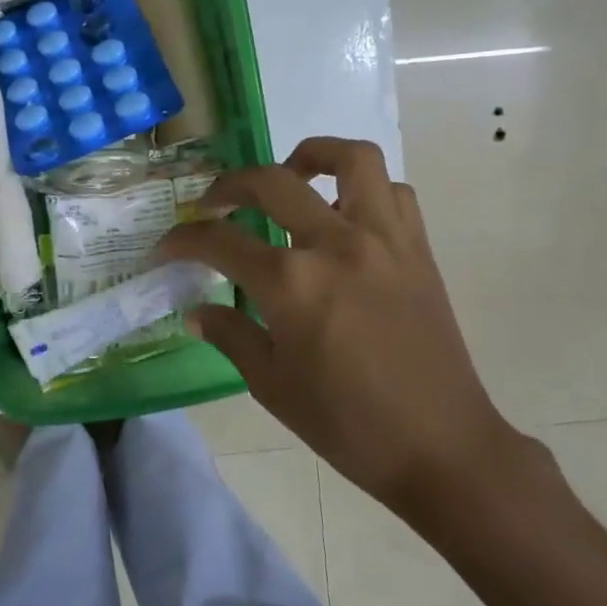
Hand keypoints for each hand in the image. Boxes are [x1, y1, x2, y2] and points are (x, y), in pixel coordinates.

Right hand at [157, 137, 532, 524]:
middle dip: (228, 185)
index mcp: (291, 283)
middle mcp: (336, 244)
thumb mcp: (271, 384)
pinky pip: (392, 193)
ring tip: (290, 178)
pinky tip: (343, 216)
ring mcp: (383, 240)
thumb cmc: (347, 424)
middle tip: (212, 205)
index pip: (219, 241)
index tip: (165, 248)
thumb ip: (229, 334)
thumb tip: (196, 310)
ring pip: (351, 159)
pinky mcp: (417, 250)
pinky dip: (363, 190)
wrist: (441, 448)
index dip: (181, 240)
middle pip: (271, 182)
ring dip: (310, 157)